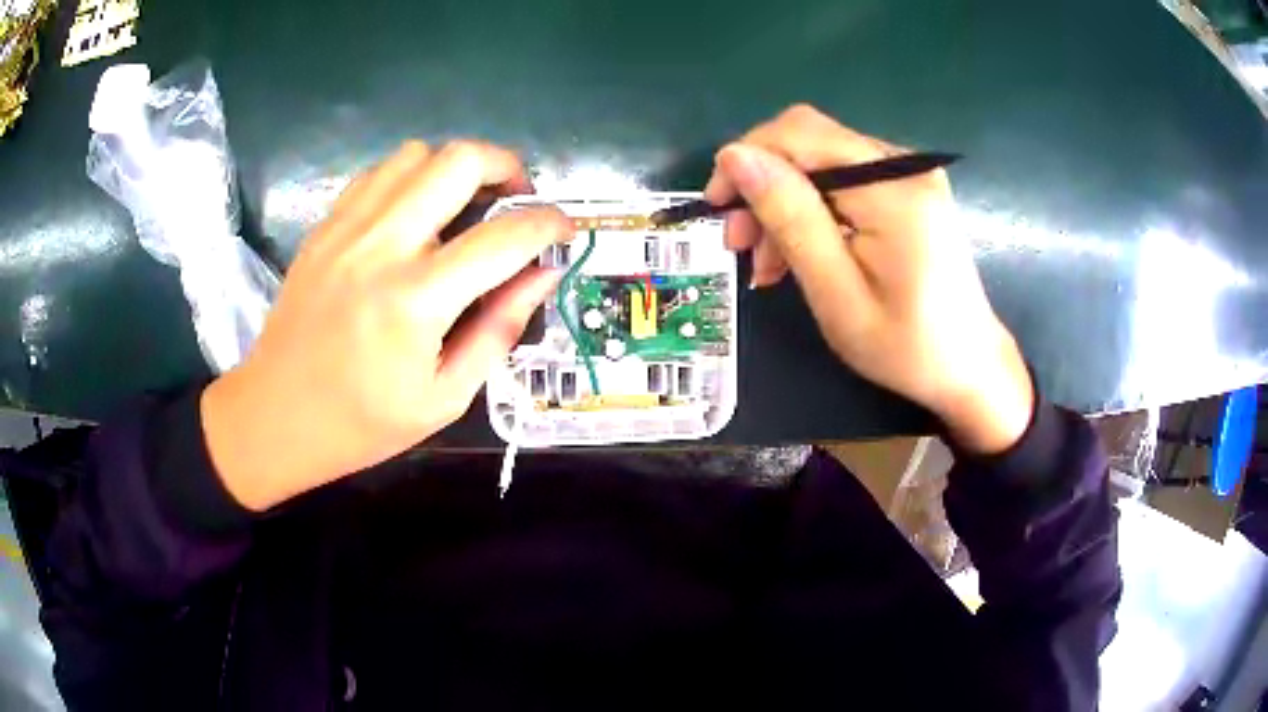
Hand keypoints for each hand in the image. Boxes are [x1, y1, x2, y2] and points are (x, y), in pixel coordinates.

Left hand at [201, 141, 571, 509]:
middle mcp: (382, 246)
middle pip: (459, 161)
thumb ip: (499, 329)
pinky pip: (377, 173)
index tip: (565, 229)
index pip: (505, 236)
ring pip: (416, 154)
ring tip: (463, 205)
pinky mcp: (324, 226)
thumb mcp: (444, 398)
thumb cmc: (361, 423)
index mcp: (417, 300)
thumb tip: (543, 275)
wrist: (275, 416)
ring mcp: (347, 229)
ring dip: (454, 169)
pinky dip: (410, 178)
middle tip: (515, 198)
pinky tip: (413, 213)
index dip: (549, 223)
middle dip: (506, 166)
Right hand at [705, 105, 1032, 453]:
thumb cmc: (905, 346)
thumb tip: (736, 156)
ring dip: (784, 202)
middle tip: (738, 243)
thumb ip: (790, 218)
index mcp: (894, 189)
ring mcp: (910, 173)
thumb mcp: (837, 293)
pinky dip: (813, 209)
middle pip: (809, 142)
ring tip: (767, 262)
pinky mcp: (909, 188)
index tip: (717, 207)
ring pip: (821, 161)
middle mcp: (905, 165)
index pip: (800, 135)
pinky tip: (800, 250)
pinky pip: (844, 179)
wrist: (967, 366)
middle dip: (763, 184)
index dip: (747, 157)